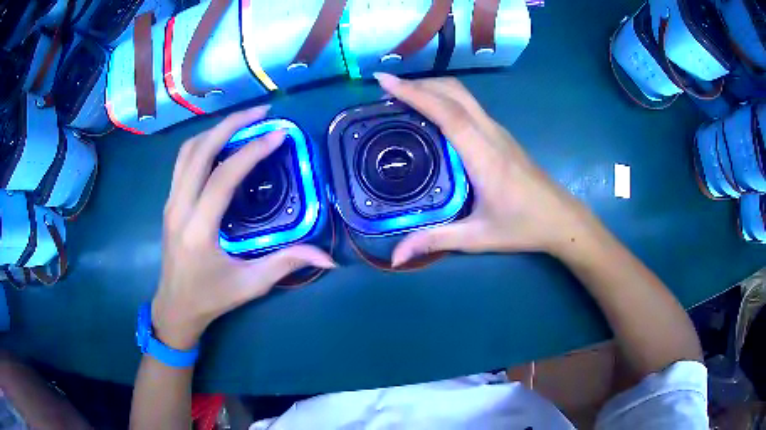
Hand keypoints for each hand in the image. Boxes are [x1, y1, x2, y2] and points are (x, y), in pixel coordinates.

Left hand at [152, 106, 334, 349]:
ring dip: (214, 130)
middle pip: (199, 151)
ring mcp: (171, 203)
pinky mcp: (170, 202)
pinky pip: (183, 161)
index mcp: (199, 230)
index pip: (223, 178)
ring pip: (186, 151)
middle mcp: (179, 208)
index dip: (252, 152)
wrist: (175, 307)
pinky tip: (222, 143)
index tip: (278, 134)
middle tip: (261, 112)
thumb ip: (286, 264)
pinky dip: (203, 143)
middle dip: (230, 124)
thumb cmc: (211, 298)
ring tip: (243, 122)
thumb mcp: (250, 285)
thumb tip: (327, 259)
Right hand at [373, 74, 594, 265]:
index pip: (448, 113)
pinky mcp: (500, 135)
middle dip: (419, 83)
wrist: (562, 218)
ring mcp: (498, 131)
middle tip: (386, 90)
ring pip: (463, 95)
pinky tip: (431, 115)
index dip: (415, 93)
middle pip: (454, 92)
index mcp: (484, 156)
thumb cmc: (523, 227)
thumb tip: (395, 257)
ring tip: (402, 98)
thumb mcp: (477, 237)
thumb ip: (435, 241)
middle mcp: (491, 134)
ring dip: (432, 88)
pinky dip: (444, 99)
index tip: (385, 80)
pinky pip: (469, 106)